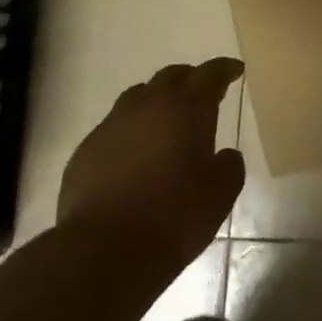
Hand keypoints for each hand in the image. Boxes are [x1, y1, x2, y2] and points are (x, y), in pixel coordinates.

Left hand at [57, 58, 245, 277]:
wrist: (104, 251)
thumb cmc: (174, 218)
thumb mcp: (220, 195)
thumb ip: (230, 166)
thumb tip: (225, 155)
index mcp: (187, 108)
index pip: (209, 74)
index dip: (224, 69)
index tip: (234, 70)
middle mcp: (148, 105)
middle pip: (171, 77)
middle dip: (190, 80)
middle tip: (202, 94)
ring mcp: (112, 124)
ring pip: (138, 97)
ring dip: (156, 102)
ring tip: (166, 122)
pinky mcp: (86, 149)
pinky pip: (114, 127)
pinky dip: (130, 131)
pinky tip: (134, 157)